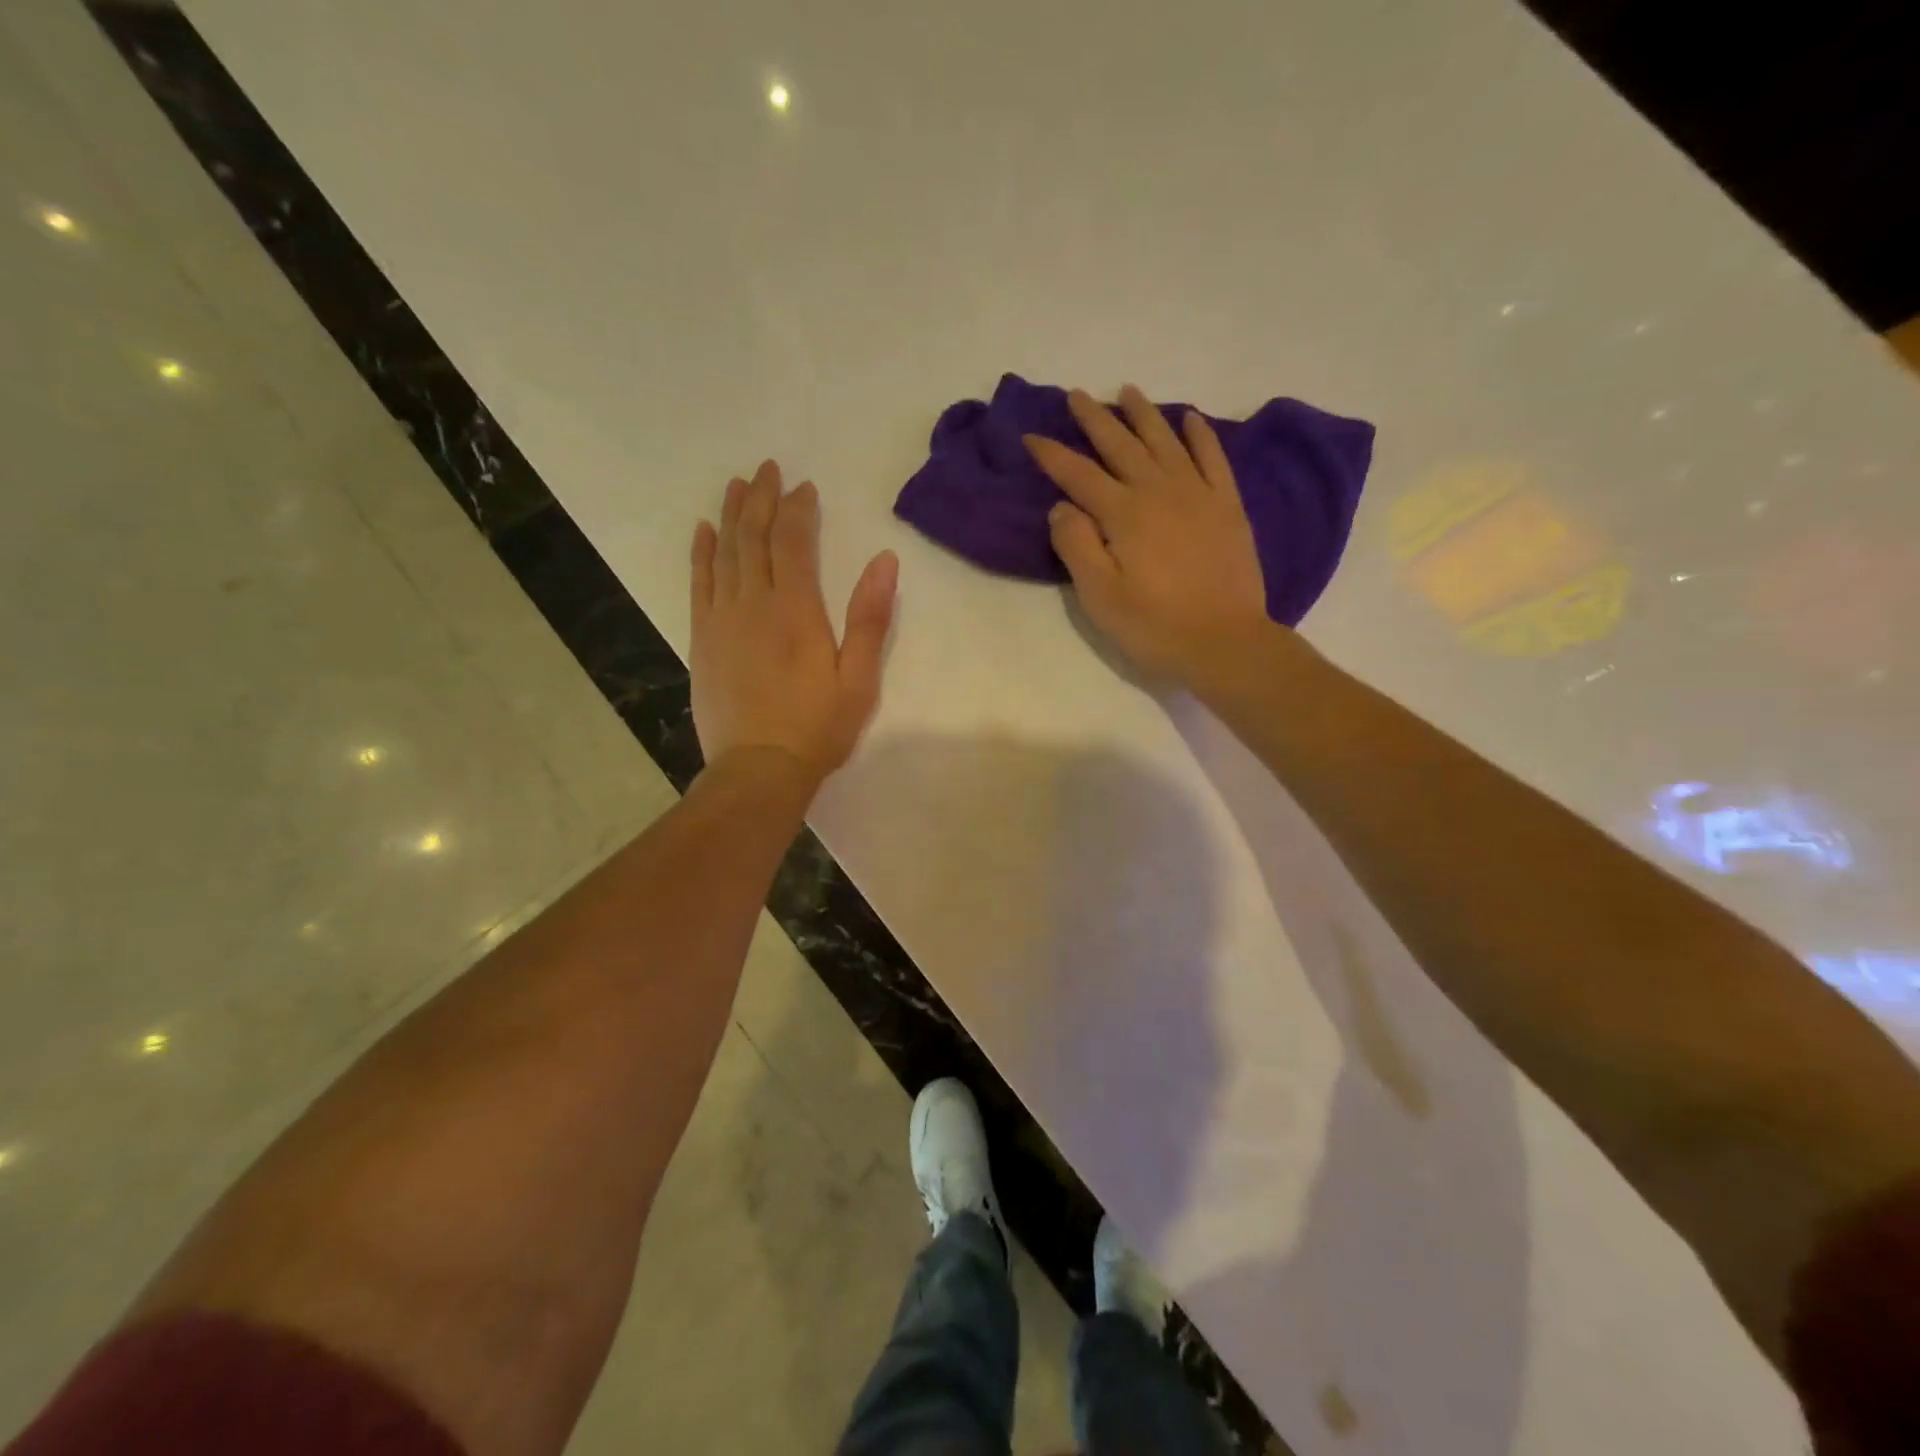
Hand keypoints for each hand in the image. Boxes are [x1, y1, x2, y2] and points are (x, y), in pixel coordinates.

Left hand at [690, 460, 897, 789]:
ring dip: (731, 516)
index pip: (793, 543)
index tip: (804, 487)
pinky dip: (702, 554)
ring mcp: (721, 619)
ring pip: (725, 554)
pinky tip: (703, 532)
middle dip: (761, 499)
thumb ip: (869, 617)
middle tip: (767, 469)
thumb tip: (884, 559)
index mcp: (796, 610)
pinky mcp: (702, 639)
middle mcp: (753, 603)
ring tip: (736, 485)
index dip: (798, 510)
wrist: (758, 768)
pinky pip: (699, 584)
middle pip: (754, 538)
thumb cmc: (817, 727)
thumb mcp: (858, 678)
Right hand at [1024, 385, 1270, 682]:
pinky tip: (1190, 418)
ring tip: (1128, 391)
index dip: (1053, 454)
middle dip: (1095, 419)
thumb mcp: (1100, 596)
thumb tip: (1062, 506)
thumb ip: (1076, 546)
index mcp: (1123, 515)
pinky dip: (1200, 434)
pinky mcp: (1227, 506)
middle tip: (1077, 395)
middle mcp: (1158, 491)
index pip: (1079, 475)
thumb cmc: (1154, 626)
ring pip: (1165, 441)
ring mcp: (1198, 494)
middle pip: (1121, 446)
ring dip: (1144, 414)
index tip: (1031, 436)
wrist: (1225, 642)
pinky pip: (1213, 458)